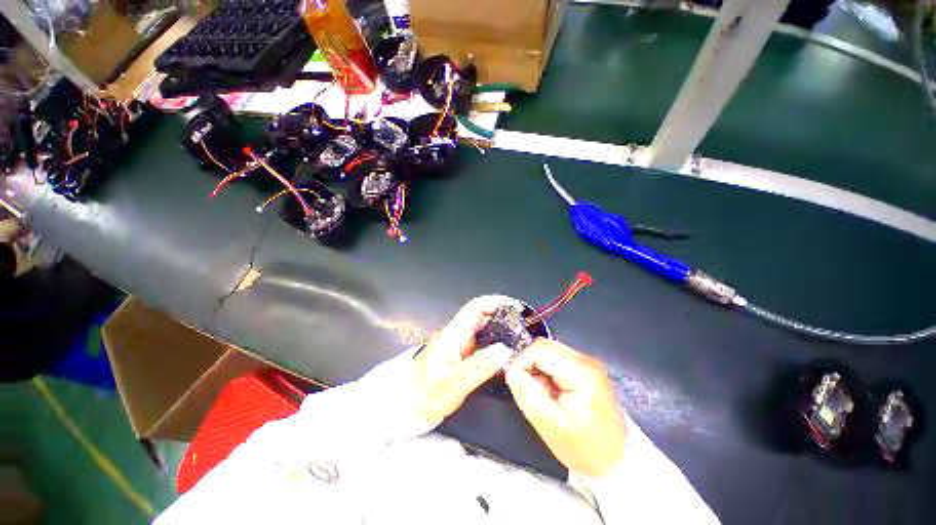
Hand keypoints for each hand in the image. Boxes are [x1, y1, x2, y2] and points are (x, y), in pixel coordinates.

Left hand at [413, 296, 518, 423]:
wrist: (406, 405)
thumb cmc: (425, 394)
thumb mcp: (452, 384)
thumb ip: (478, 367)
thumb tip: (505, 350)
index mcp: (454, 334)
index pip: (476, 307)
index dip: (496, 302)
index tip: (516, 309)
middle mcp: (458, 334)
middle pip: (483, 315)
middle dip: (504, 316)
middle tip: (524, 328)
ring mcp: (459, 344)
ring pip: (484, 329)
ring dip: (502, 329)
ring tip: (521, 340)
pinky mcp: (461, 354)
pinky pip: (483, 342)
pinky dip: (497, 343)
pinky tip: (506, 354)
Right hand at [505, 339, 626, 478]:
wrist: (617, 462)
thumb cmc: (585, 448)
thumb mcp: (551, 426)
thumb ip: (528, 394)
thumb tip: (510, 370)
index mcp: (580, 371)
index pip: (538, 349)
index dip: (521, 362)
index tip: (516, 383)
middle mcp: (585, 359)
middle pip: (544, 345)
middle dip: (529, 364)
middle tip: (530, 390)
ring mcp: (587, 363)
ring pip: (548, 351)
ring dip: (537, 368)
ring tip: (543, 394)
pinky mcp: (586, 369)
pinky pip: (556, 359)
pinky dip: (546, 371)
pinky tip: (552, 392)